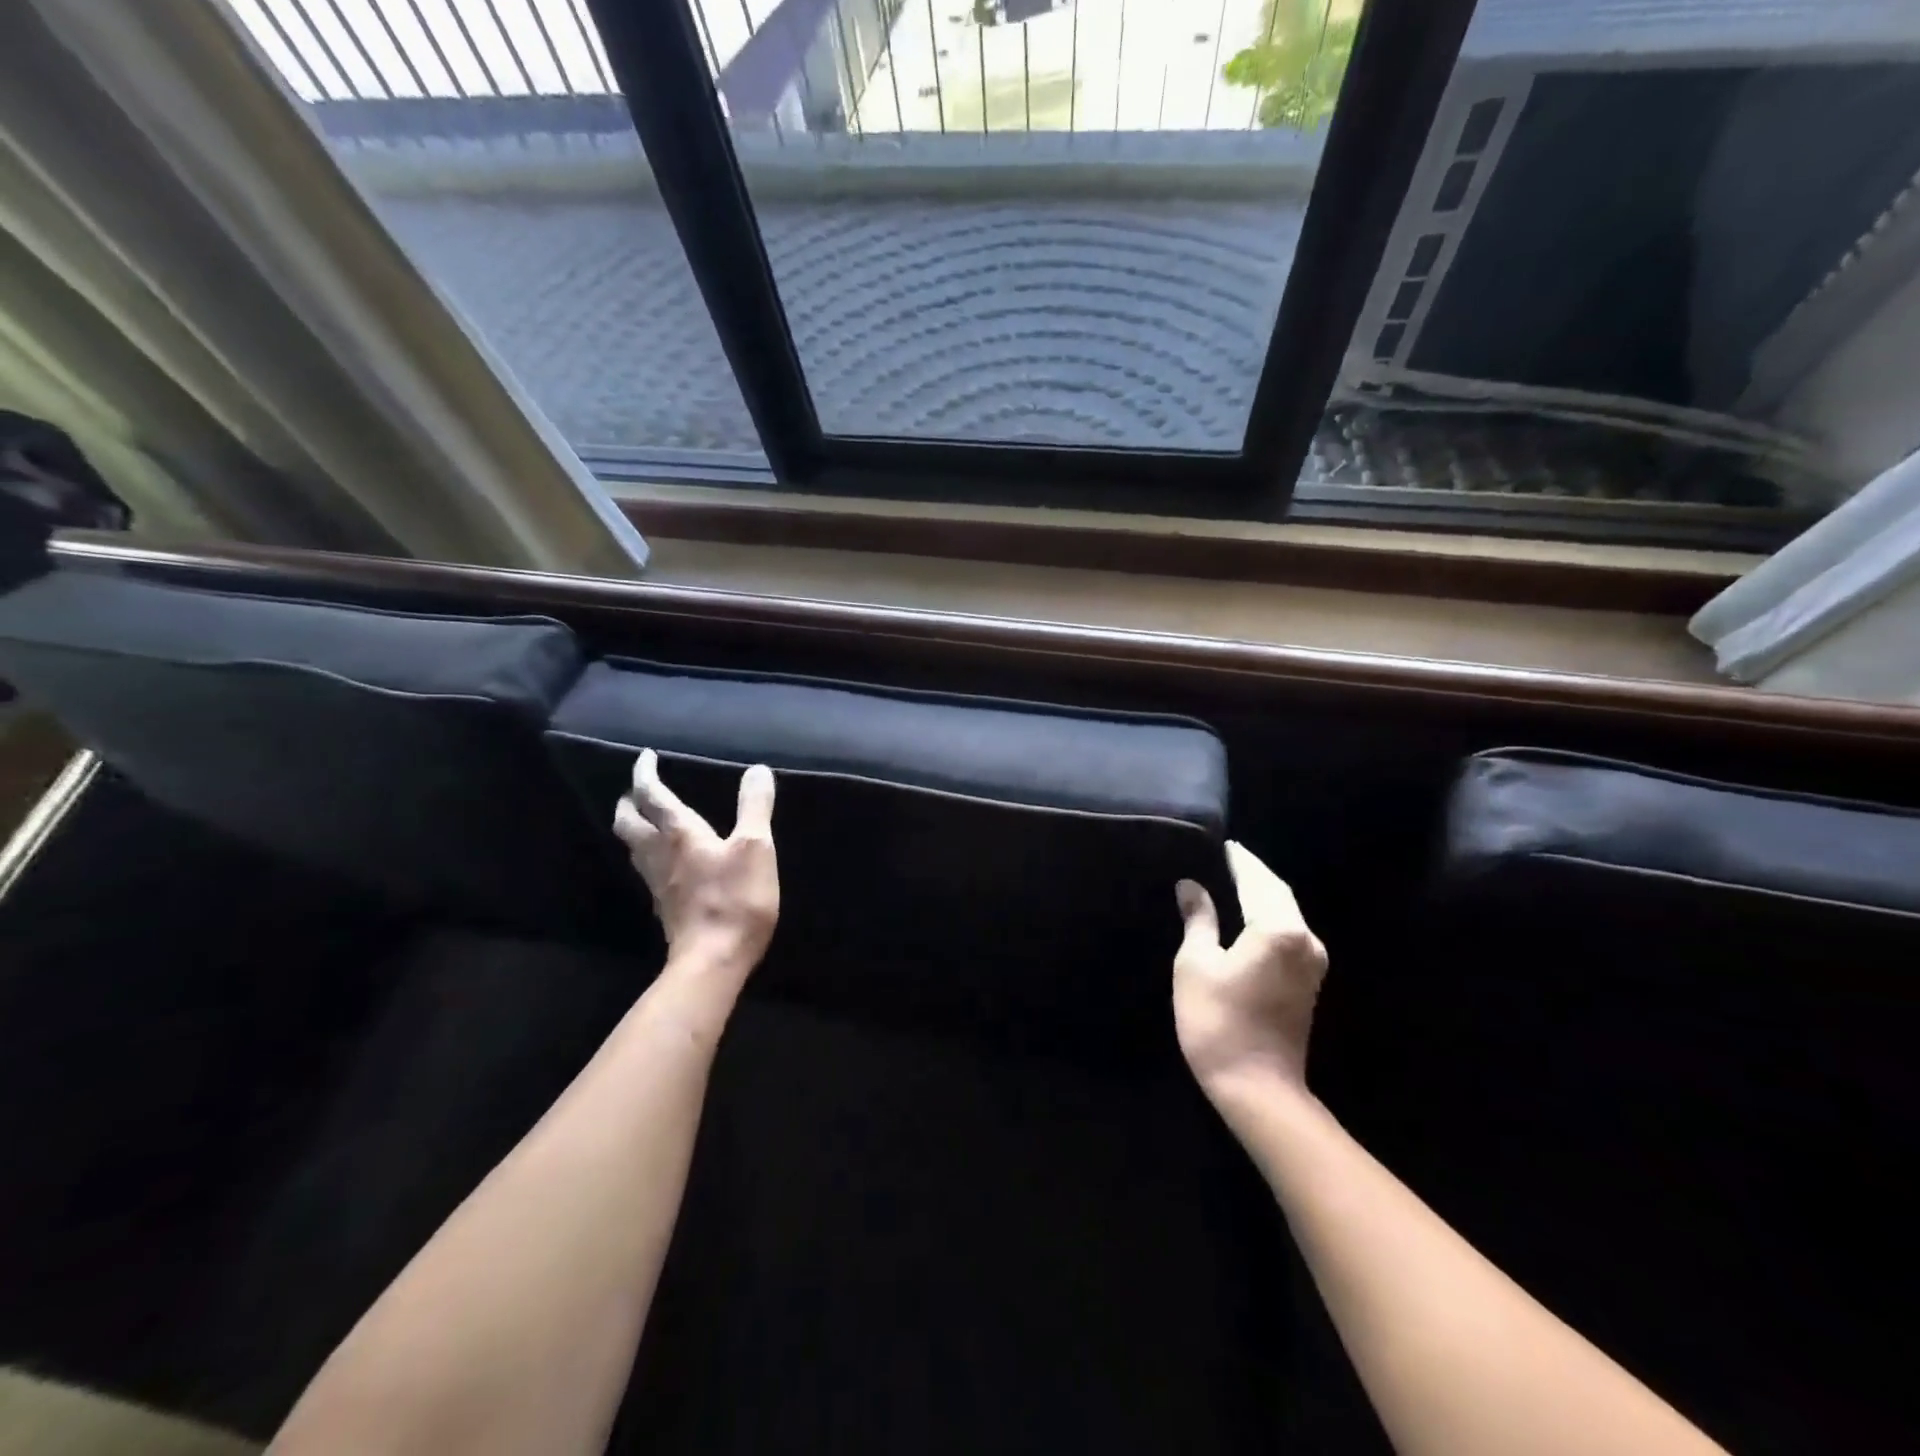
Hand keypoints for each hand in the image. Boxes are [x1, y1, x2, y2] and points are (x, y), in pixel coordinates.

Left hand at [614, 749, 778, 978]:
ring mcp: (657, 883)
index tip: (646, 757)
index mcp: (679, 834)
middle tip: (639, 790)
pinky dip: (649, 853)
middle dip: (630, 801)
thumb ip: (755, 807)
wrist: (712, 961)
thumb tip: (757, 770)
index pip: (651, 795)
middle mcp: (659, 854)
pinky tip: (665, 861)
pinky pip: (646, 869)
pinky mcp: (663, 906)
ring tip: (648, 819)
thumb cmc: (735, 900)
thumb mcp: (756, 848)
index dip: (645, 773)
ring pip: (633, 847)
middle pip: (628, 822)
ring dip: (635, 827)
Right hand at [1173, 841, 1326, 1100]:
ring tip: (1234, 880)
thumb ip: (1198, 919)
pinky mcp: (1309, 981)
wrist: (1258, 1088)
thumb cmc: (1218, 1021)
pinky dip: (1270, 916)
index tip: (1224, 844)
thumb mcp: (1196, 964)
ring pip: (1287, 913)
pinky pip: (1290, 932)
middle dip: (1253, 874)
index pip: (1256, 880)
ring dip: (1263, 894)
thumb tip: (1191, 886)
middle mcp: (1304, 938)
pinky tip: (1250, 916)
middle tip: (1227, 858)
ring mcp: (1312, 962)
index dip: (1238, 861)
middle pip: (1278, 893)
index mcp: (1277, 928)